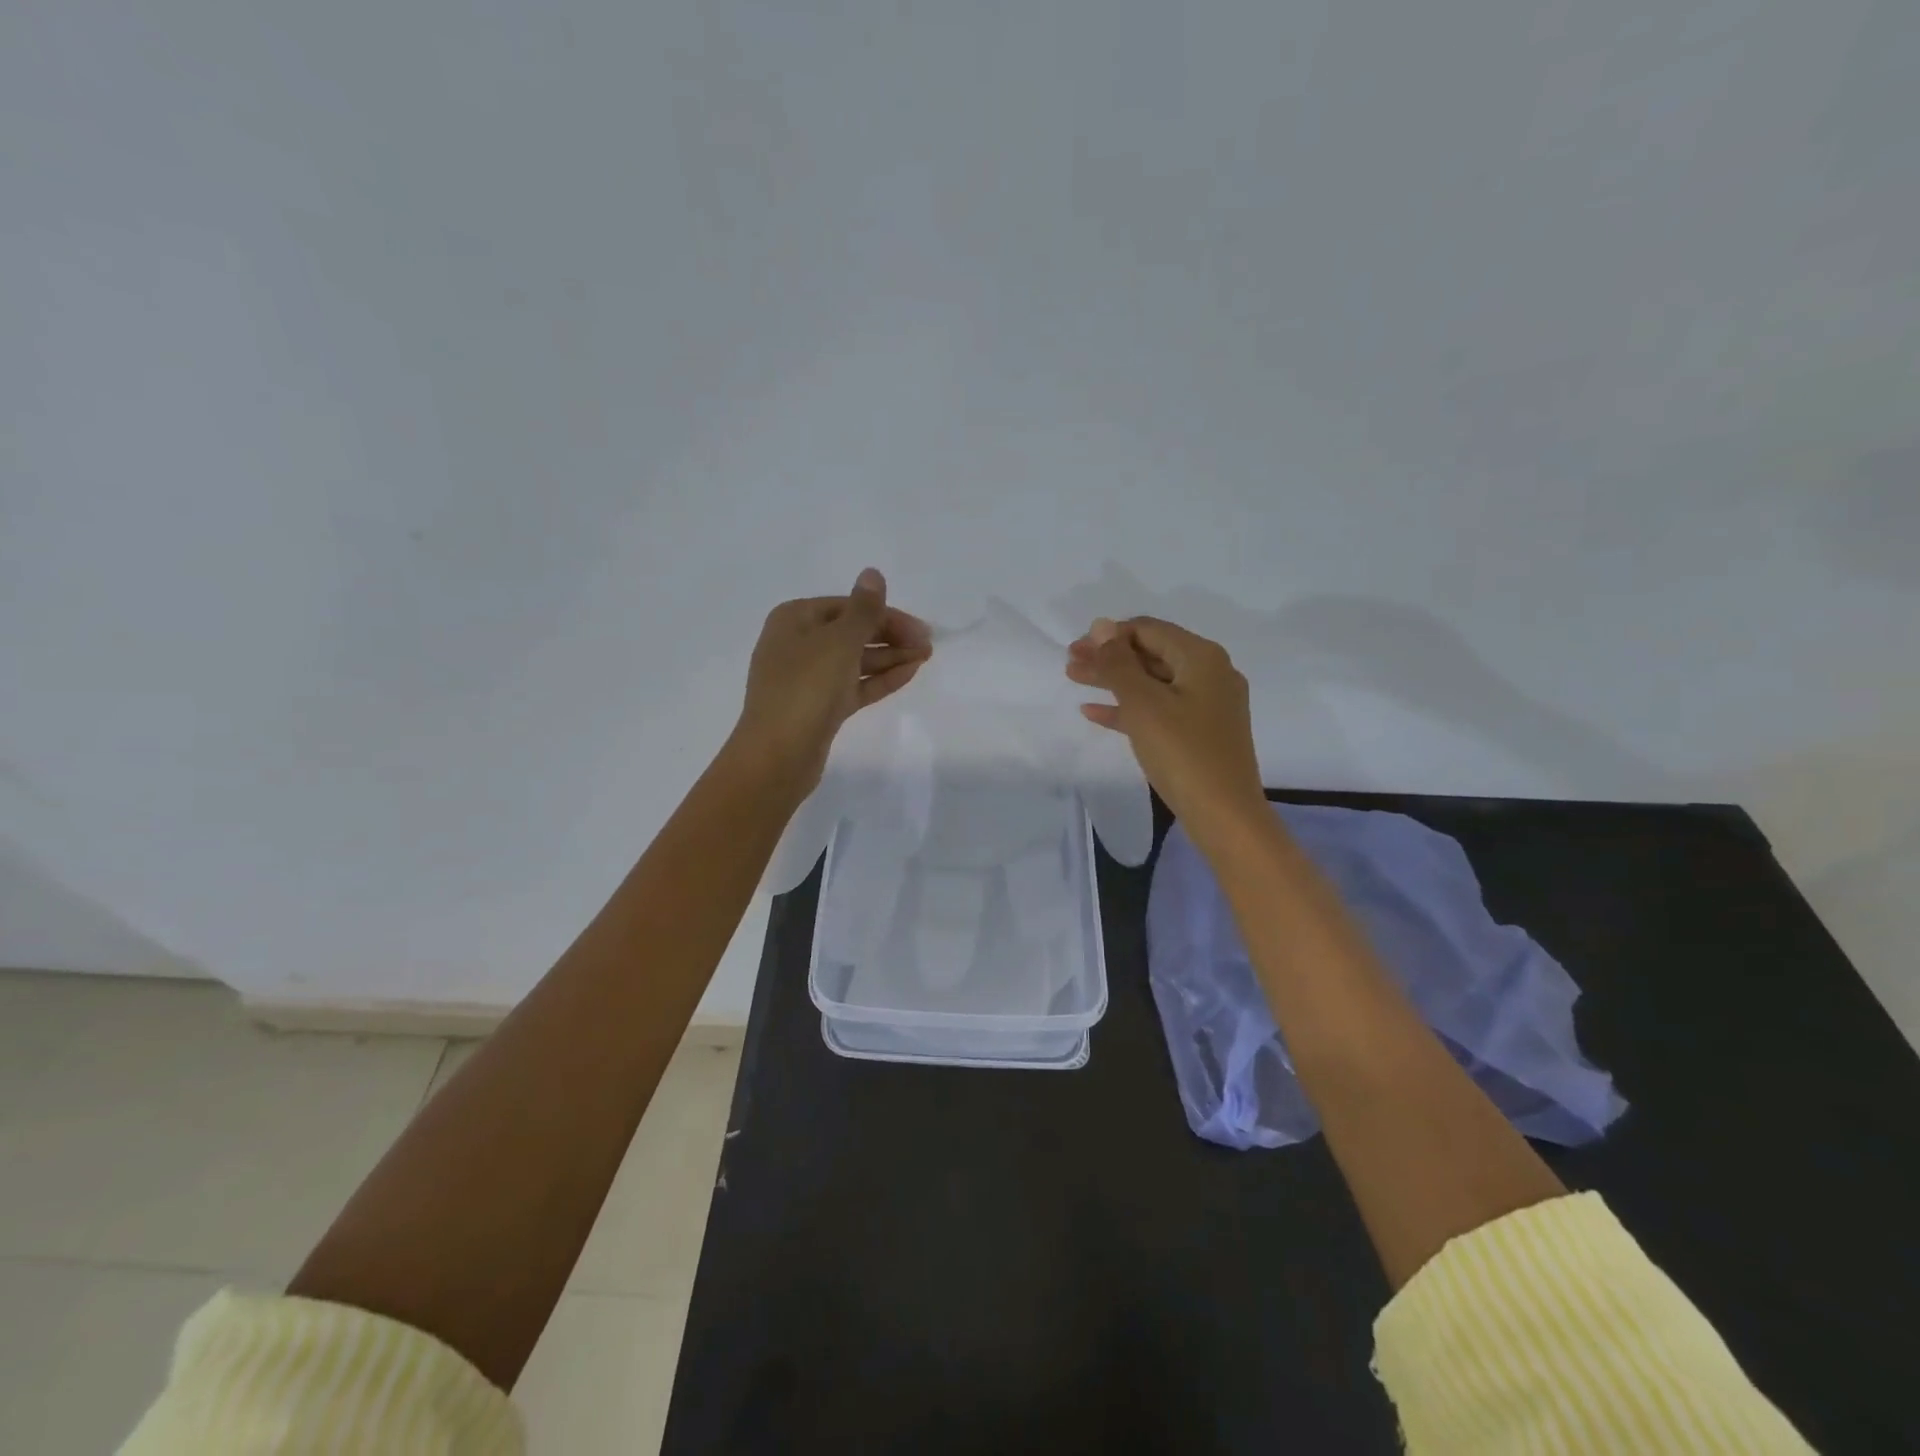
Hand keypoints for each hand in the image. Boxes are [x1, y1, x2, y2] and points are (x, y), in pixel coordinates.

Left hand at [731, 568, 931, 796]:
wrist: (777, 755)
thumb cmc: (806, 688)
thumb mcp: (839, 641)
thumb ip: (863, 609)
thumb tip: (872, 573)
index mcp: (794, 619)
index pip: (848, 607)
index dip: (886, 615)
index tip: (921, 629)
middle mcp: (798, 644)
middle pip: (852, 632)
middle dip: (890, 636)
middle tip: (928, 646)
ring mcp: (807, 678)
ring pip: (855, 660)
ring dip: (890, 657)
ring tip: (924, 658)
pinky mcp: (819, 707)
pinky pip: (853, 685)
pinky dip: (879, 679)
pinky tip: (908, 674)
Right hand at [1066, 616, 1266, 840]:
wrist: (1224, 815)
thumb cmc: (1183, 752)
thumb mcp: (1143, 704)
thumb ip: (1118, 663)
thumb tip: (1101, 625)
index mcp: (1202, 657)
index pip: (1149, 630)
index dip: (1109, 635)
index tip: (1075, 648)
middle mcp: (1210, 673)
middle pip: (1150, 654)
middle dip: (1109, 657)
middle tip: (1070, 664)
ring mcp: (1207, 705)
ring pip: (1152, 682)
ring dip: (1114, 681)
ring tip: (1075, 680)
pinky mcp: (1201, 732)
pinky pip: (1159, 709)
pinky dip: (1129, 708)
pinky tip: (1095, 713)